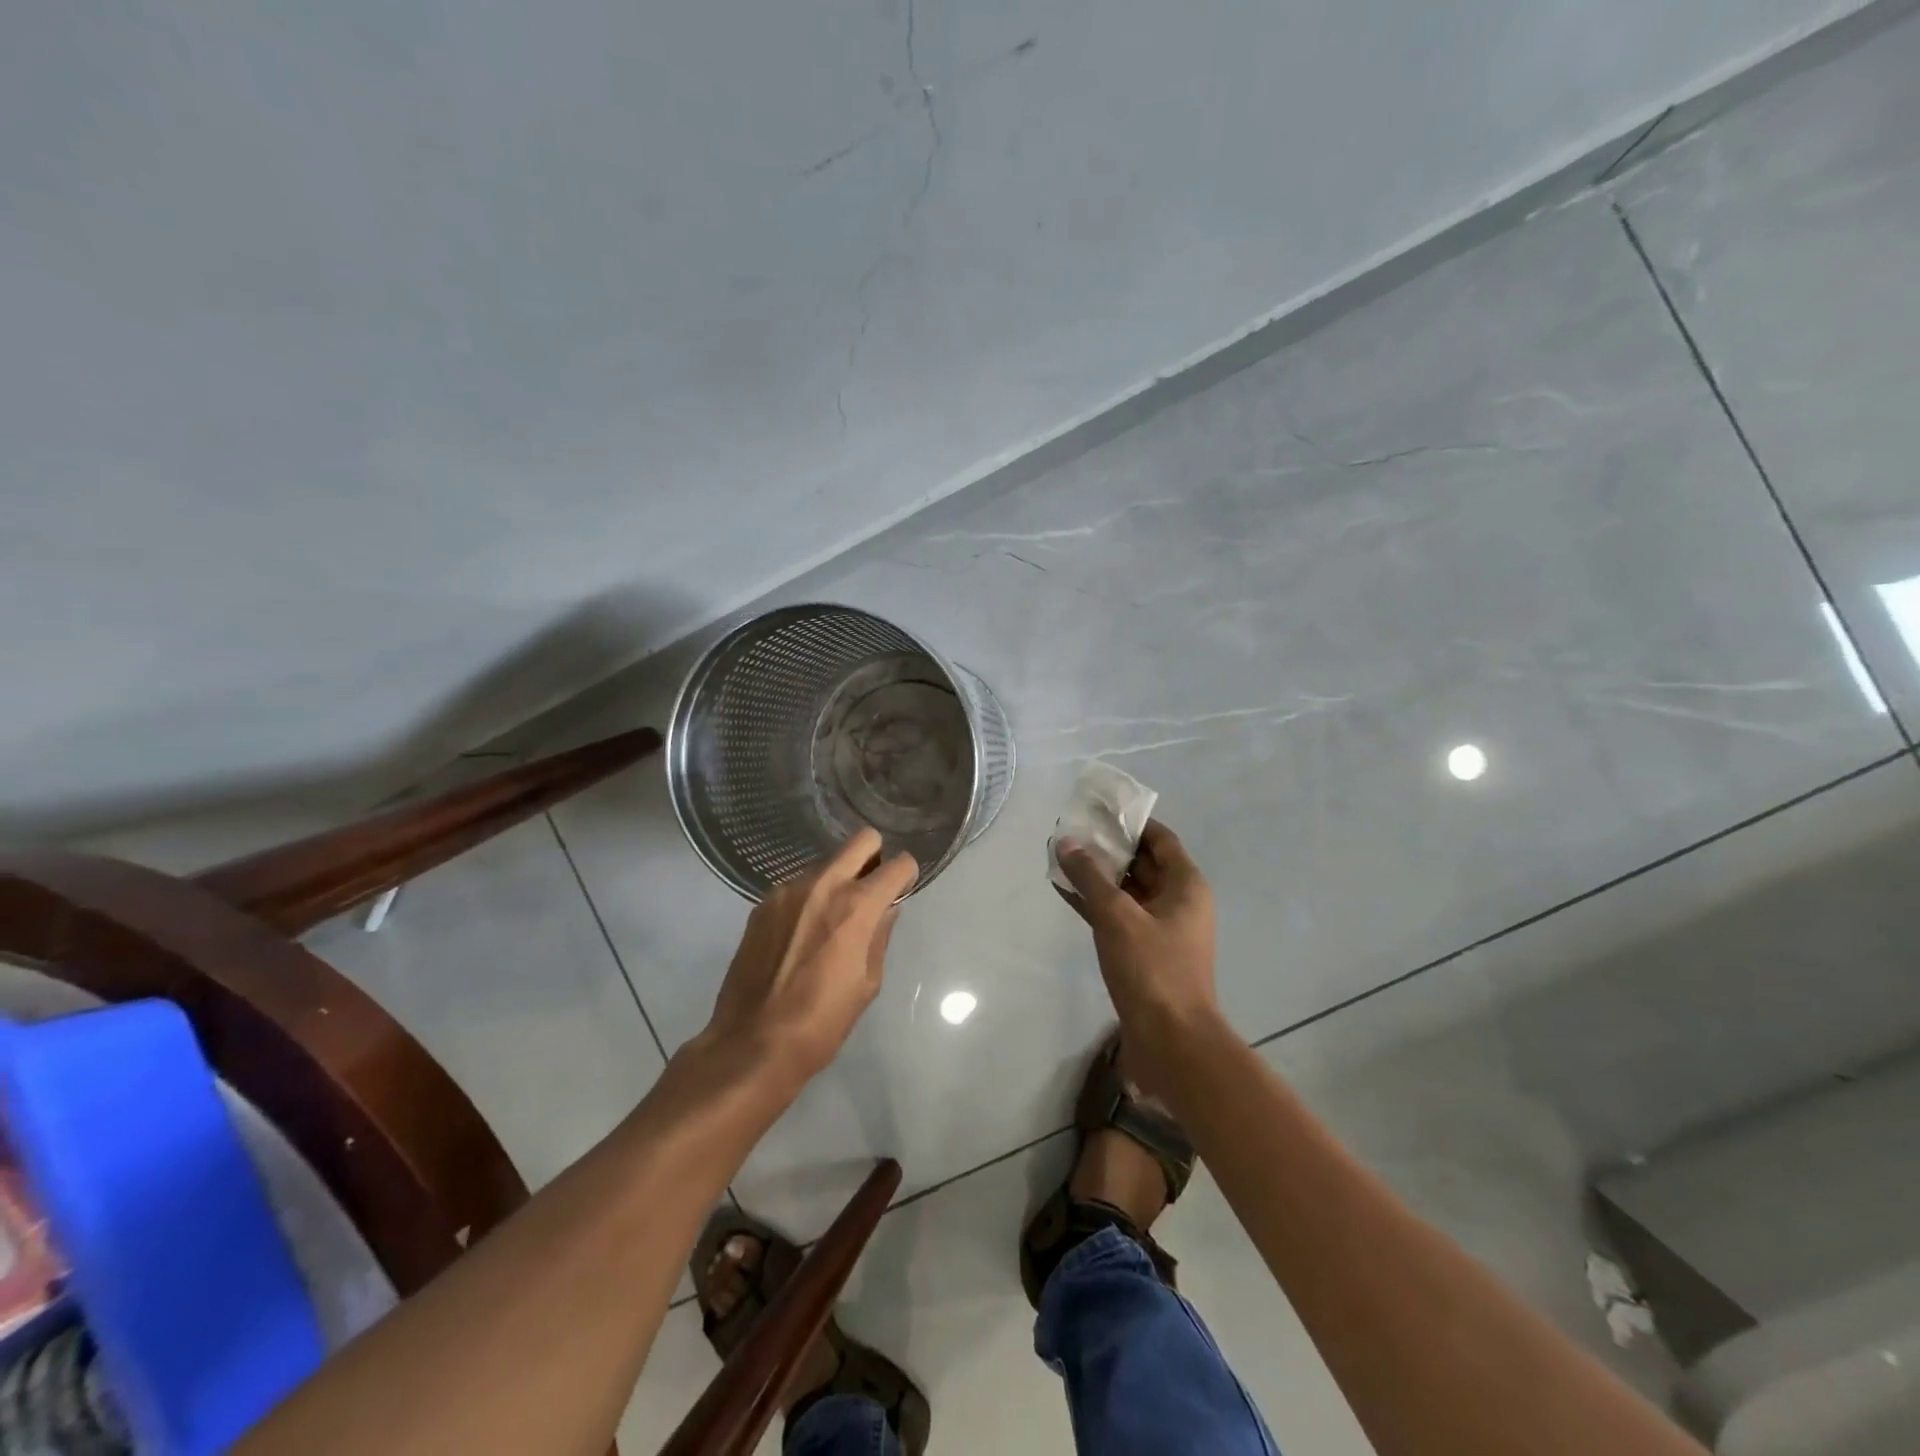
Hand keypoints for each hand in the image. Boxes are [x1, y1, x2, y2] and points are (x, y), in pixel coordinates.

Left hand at [697, 827, 917, 1087]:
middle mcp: (823, 885)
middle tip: (872, 888)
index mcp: (857, 906)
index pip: (898, 865)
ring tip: (831, 919)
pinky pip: (798, 885)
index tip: (902, 889)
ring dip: (838, 879)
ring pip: (827, 863)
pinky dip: (809, 897)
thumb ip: (880, 935)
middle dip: (875, 856)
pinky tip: (801, 932)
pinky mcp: (763, 904)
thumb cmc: (821, 1022)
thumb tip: (886, 909)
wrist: (752, 1043)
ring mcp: (788, 890)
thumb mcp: (867, 984)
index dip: (906, 875)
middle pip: (862, 840)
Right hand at [1056, 820, 1219, 1084]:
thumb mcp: (1117, 916)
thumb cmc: (1152, 970)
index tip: (1098, 811)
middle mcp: (1178, 902)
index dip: (1132, 822)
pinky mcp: (1145, 953)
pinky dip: (1096, 903)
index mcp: (1186, 886)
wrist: (1171, 1042)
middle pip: (1143, 863)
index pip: (1160, 839)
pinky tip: (1065, 892)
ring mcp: (1162, 929)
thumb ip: (1090, 877)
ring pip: (1128, 891)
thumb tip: (1067, 841)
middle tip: (1071, 832)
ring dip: (1098, 876)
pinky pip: (1119, 916)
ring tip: (1061, 857)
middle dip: (1108, 847)